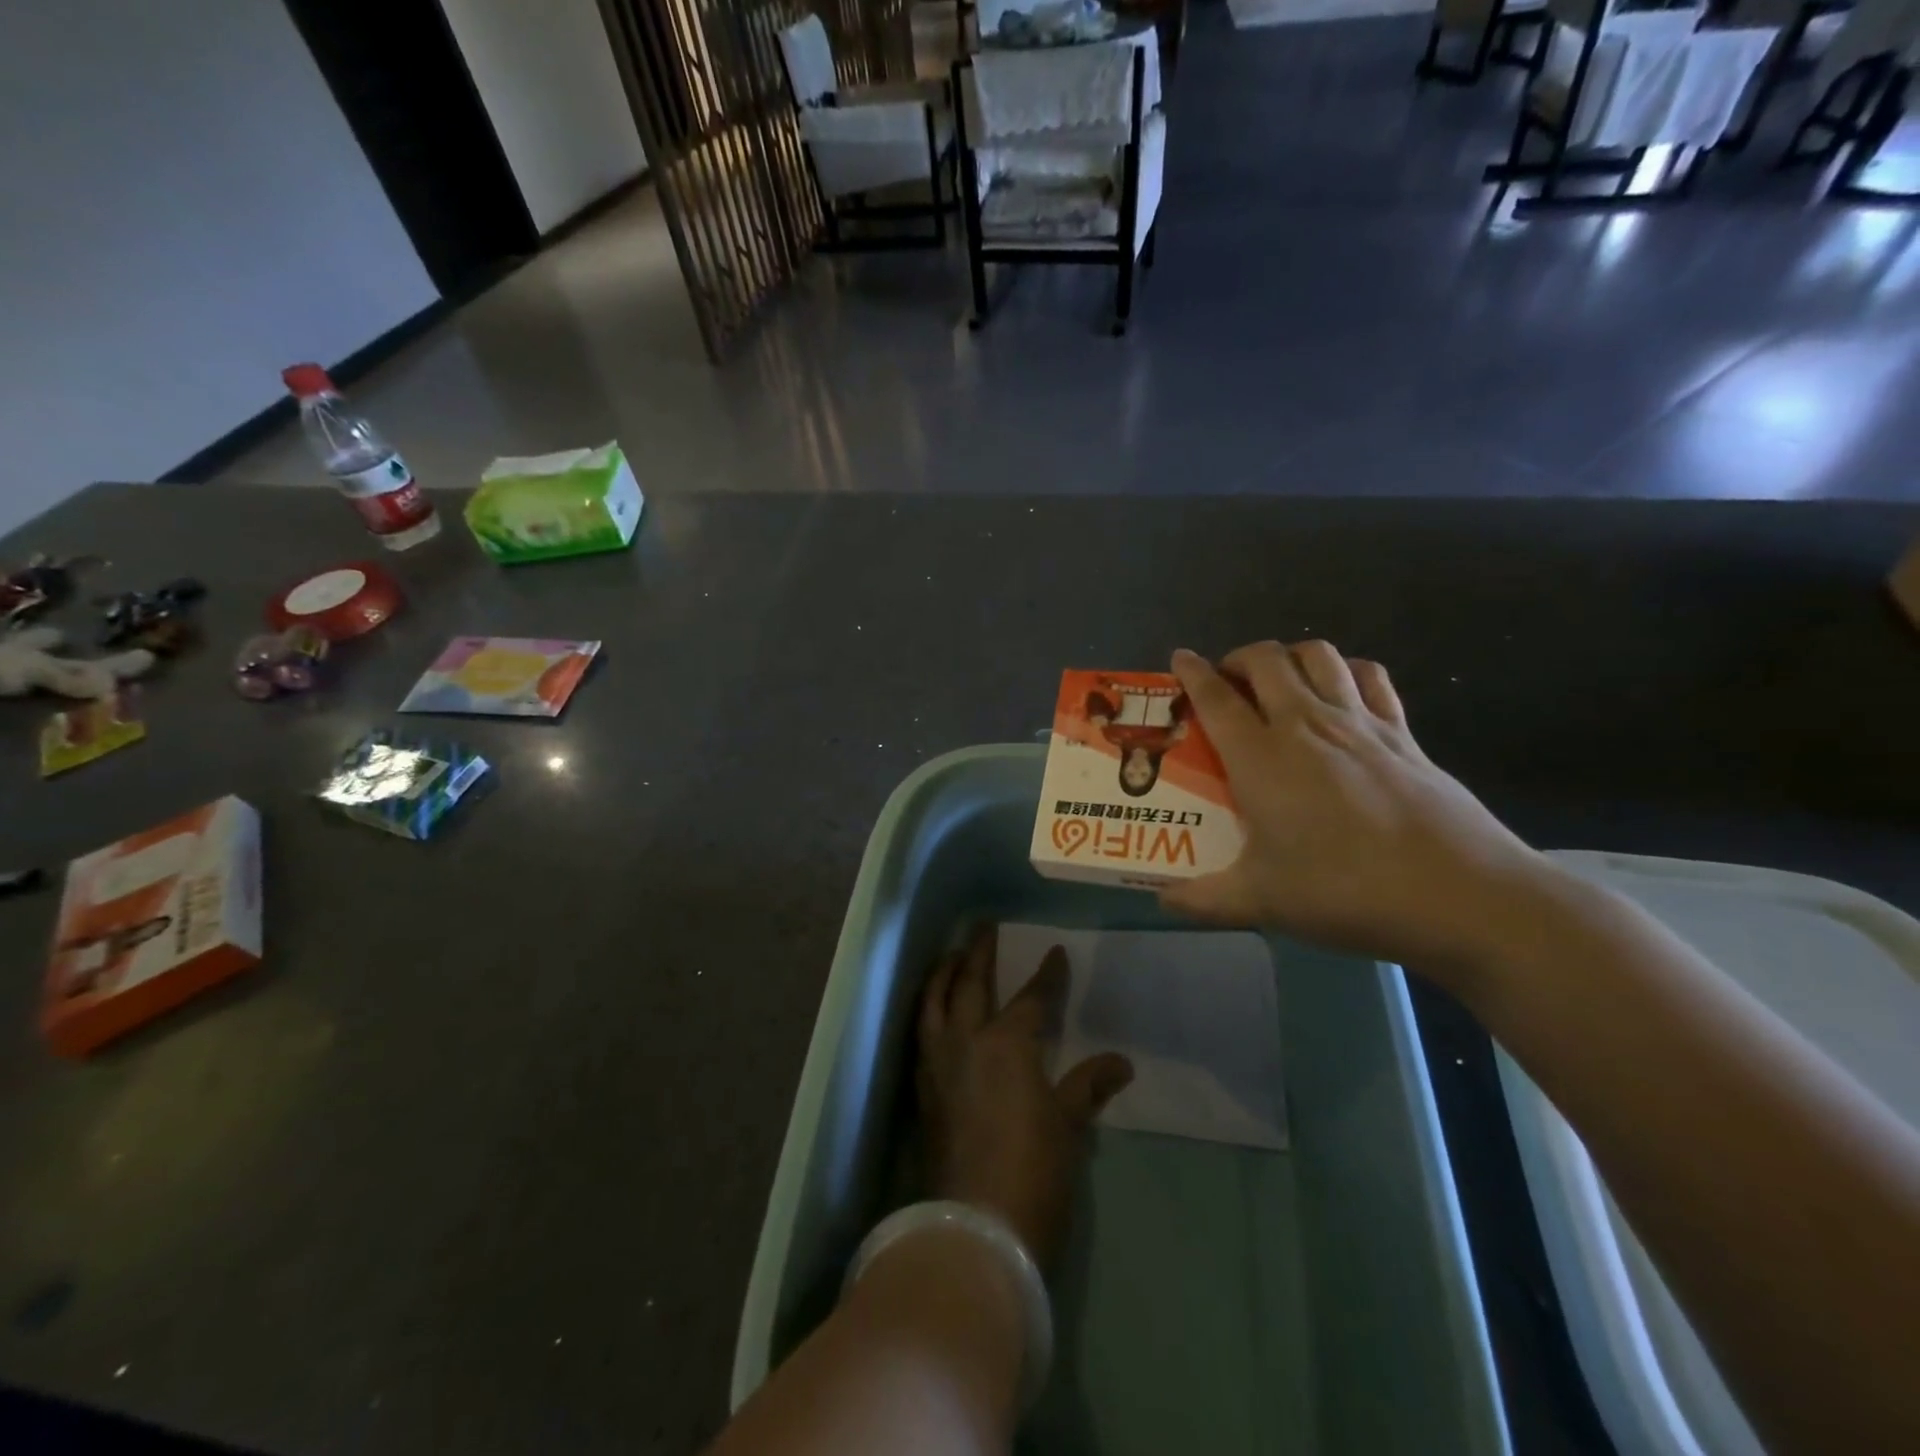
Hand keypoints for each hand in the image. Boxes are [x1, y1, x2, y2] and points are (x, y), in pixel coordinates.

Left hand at [917, 929, 1133, 1270]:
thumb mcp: (1068, 1126)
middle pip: (970, 984)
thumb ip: (1088, 1086)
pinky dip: (927, 1009)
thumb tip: (1121, 1063)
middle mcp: (966, 1041)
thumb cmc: (1033, 1171)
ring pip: (934, 1002)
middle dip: (978, 952)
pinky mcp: (922, 1089)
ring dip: (943, 974)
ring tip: (951, 956)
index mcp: (1007, 1044)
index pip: (1031, 998)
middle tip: (983, 926)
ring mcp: (938, 1064)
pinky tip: (933, 1010)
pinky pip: (921, 1032)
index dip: (1046, 975)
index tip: (1055, 952)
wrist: (975, 1227)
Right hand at [1160, 643, 1550, 979]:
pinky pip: (1370, 677)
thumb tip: (1161, 901)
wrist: (1461, 896)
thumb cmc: (1347, 892)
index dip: (1192, 672)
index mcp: (1262, 759)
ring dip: (1291, 657)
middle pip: (1267, 660)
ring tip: (1281, 682)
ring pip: (1319, 655)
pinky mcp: (1404, 734)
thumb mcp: (1262, 902)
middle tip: (1228, 683)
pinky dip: (1347, 671)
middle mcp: (1307, 725)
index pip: (1217, 698)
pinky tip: (1342, 694)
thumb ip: (1203, 899)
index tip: (1180, 658)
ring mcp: (1360, 724)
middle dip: (1239, 659)